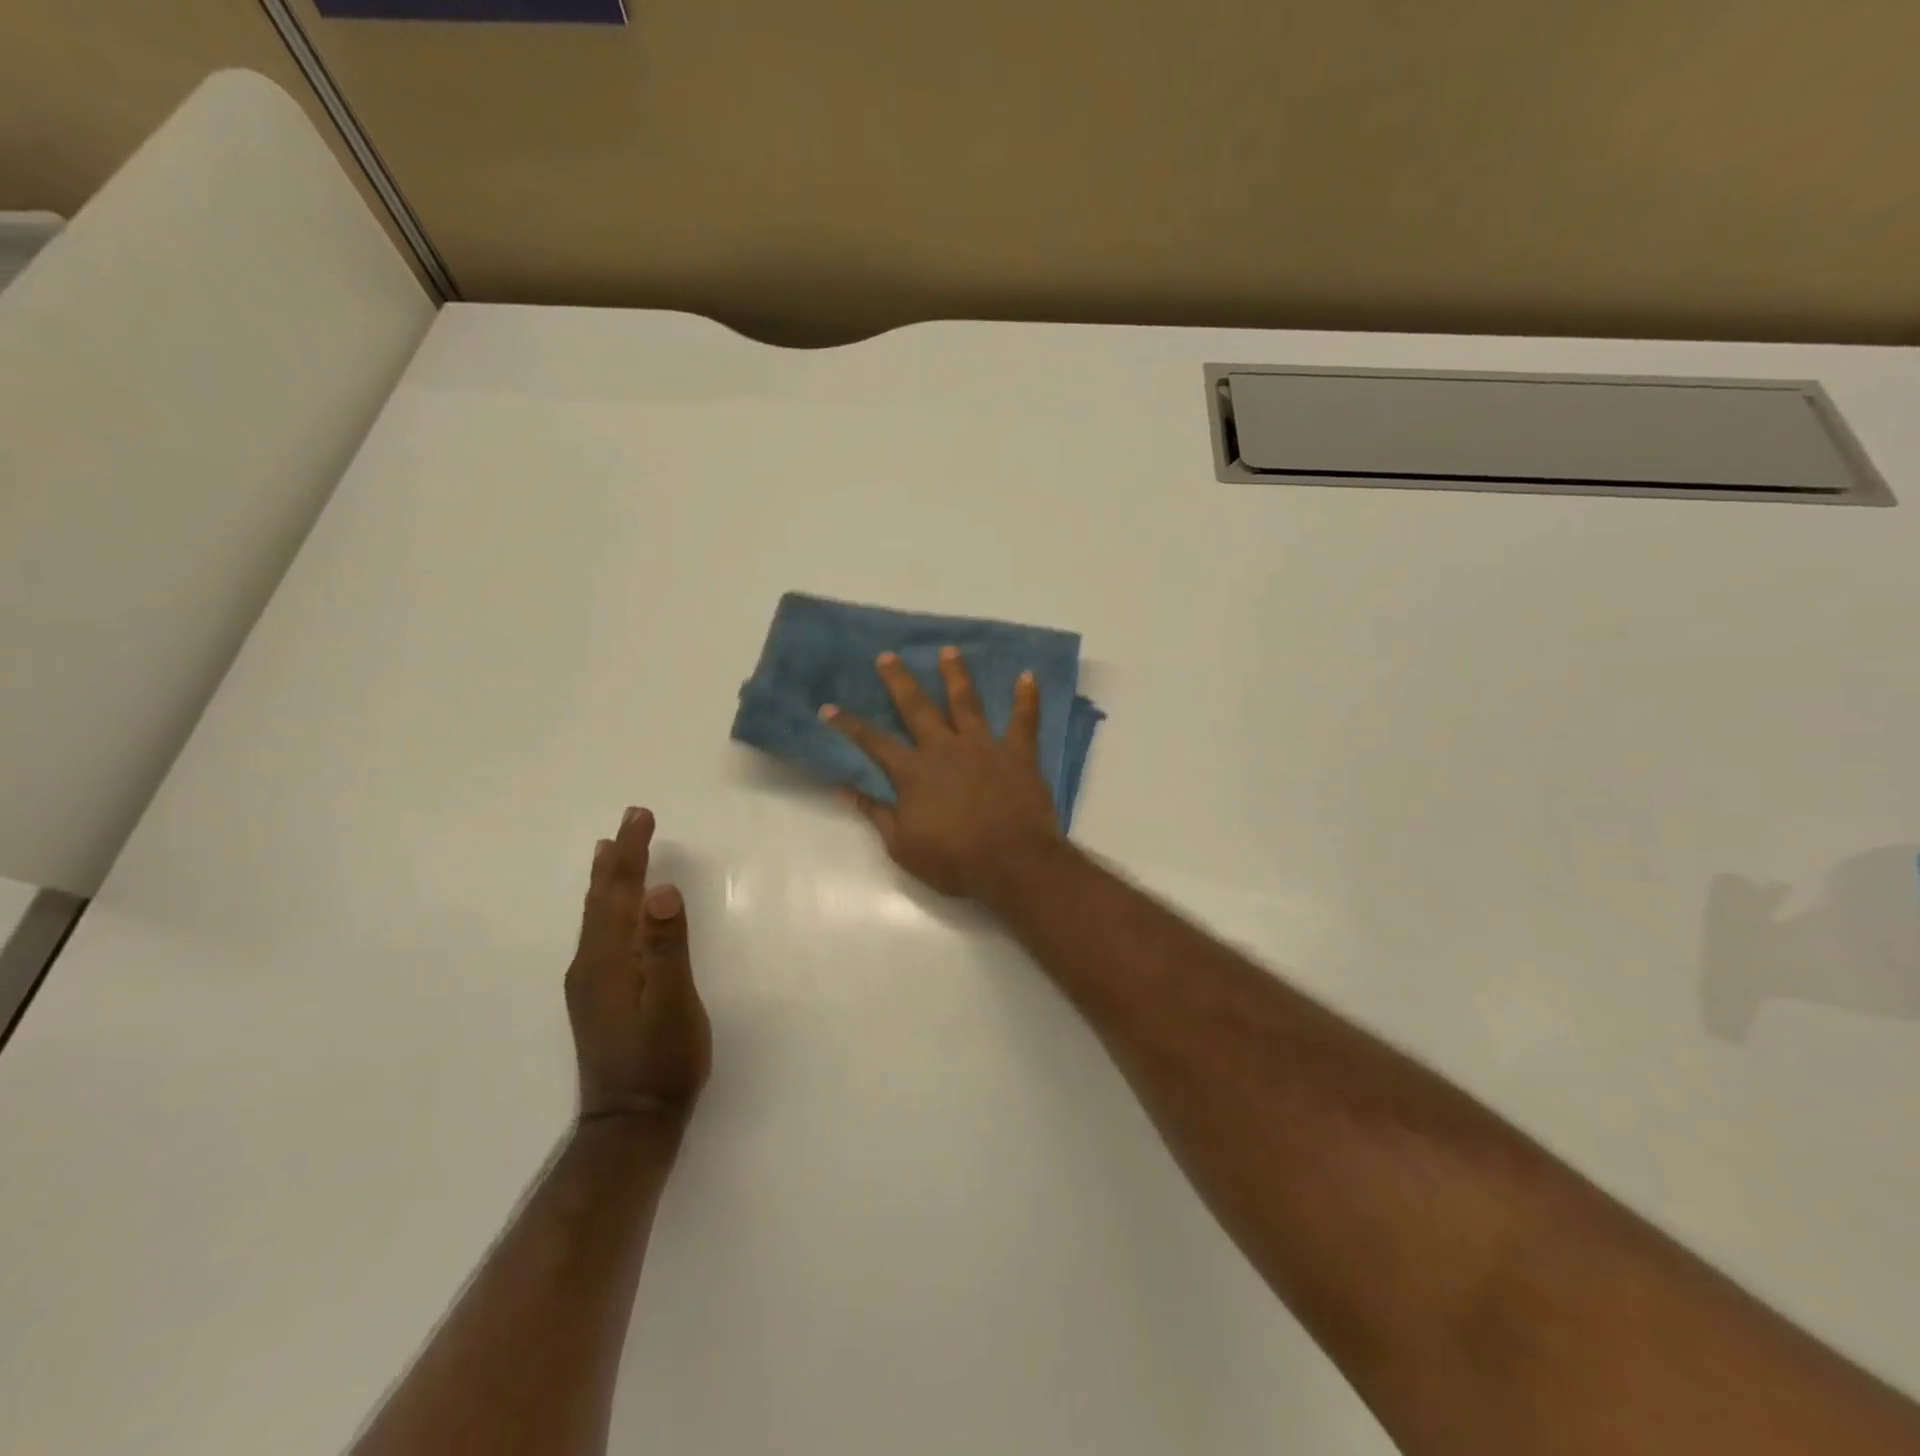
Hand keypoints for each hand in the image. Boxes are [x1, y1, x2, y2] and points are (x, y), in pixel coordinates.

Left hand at [566, 807, 711, 1124]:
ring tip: (608, 851)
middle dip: (618, 857)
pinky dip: (605, 905)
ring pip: (597, 915)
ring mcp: (591, 981)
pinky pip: (599, 932)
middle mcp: (591, 963)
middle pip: (602, 898)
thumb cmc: (662, 1061)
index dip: (632, 852)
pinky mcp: (598, 995)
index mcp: (610, 959)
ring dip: (606, 878)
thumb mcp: (673, 1003)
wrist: (631, 1122)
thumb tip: (661, 891)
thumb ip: (667, 947)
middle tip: (631, 819)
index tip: (641, 815)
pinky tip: (610, 910)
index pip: (620, 891)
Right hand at [823, 647, 1064, 902]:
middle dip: (899, 680)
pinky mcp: (1018, 753)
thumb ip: (877, 814)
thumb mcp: (903, 847)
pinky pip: (1024, 720)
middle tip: (888, 656)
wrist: (1013, 864)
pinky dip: (1027, 698)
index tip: (829, 707)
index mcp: (914, 772)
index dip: (849, 725)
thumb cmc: (954, 861)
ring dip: (956, 674)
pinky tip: (1028, 676)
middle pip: (917, 707)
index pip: (873, 743)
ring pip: (966, 702)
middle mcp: (945, 748)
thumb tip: (847, 790)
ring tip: (949, 650)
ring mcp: (983, 746)